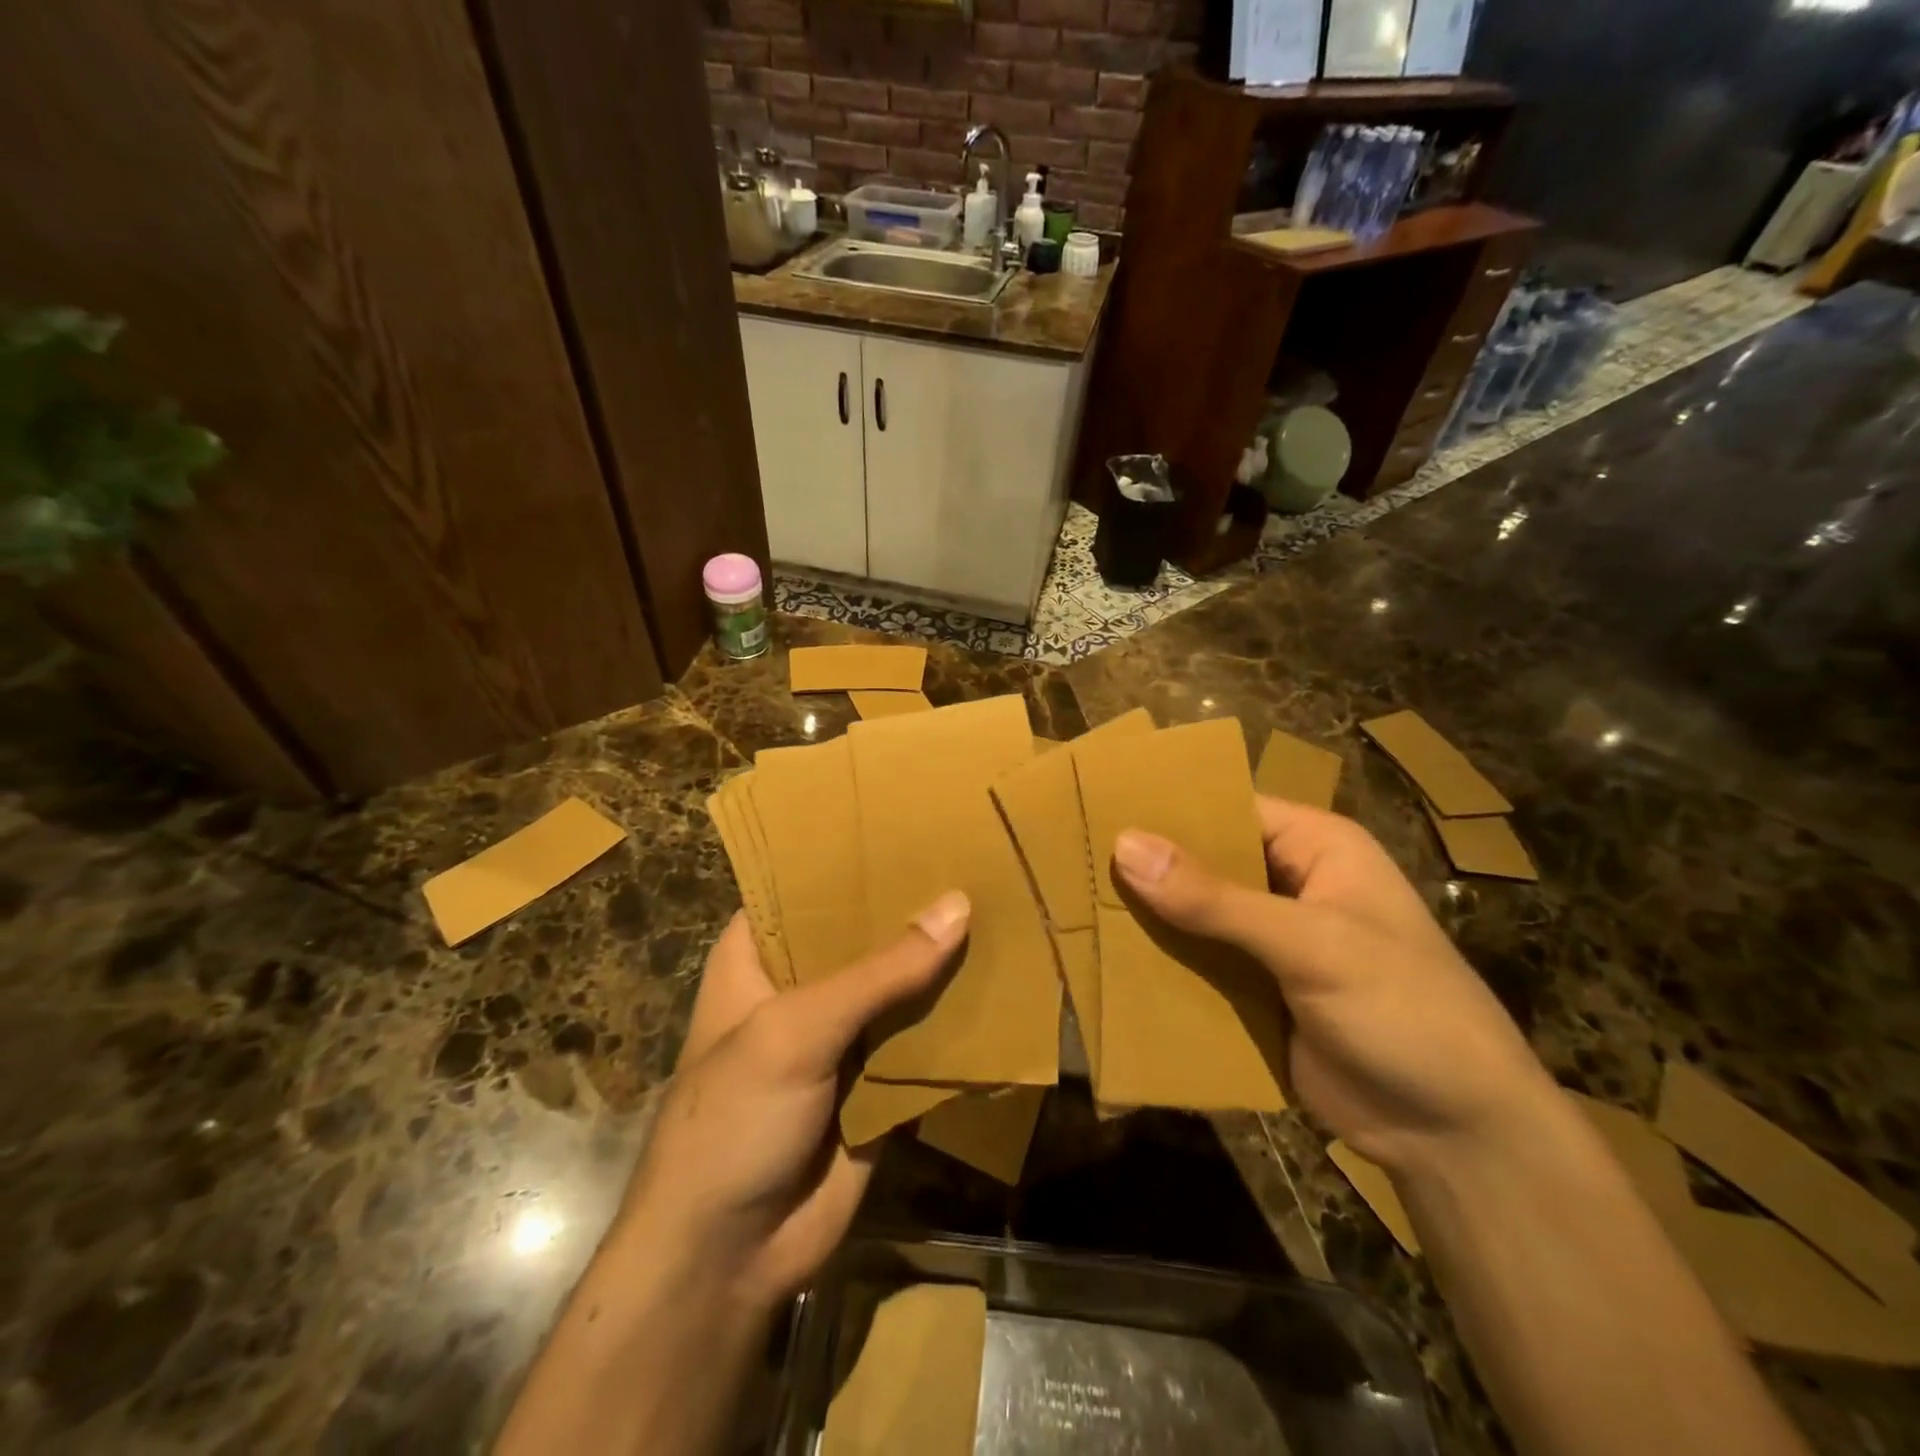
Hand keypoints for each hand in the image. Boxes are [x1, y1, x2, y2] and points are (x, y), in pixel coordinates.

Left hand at [620, 892, 970, 1314]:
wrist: (729, 1258)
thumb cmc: (735, 1119)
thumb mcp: (797, 1029)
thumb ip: (880, 972)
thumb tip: (959, 904)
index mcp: (759, 955)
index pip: (807, 885)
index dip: (853, 855)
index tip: (913, 819)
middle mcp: (802, 985)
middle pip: (864, 931)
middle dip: (913, 904)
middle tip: (975, 853)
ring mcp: (842, 1034)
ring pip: (900, 983)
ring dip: (943, 958)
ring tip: (1002, 899)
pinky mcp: (877, 1080)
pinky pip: (923, 1037)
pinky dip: (957, 1016)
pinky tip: (1004, 977)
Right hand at [1113, 796, 1555, 1172]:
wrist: (1454, 1135)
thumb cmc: (1404, 1011)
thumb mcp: (1311, 945)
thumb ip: (1216, 900)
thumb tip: (1124, 844)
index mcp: (1315, 848)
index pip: (1229, 808)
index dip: (1168, 808)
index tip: (1097, 807)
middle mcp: (1287, 884)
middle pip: (1203, 862)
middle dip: (1146, 866)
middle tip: (1069, 858)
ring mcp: (1268, 941)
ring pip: (1193, 915)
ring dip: (1146, 917)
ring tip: (1072, 905)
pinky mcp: (1254, 991)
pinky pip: (1196, 964)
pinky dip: (1160, 963)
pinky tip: (1106, 962)